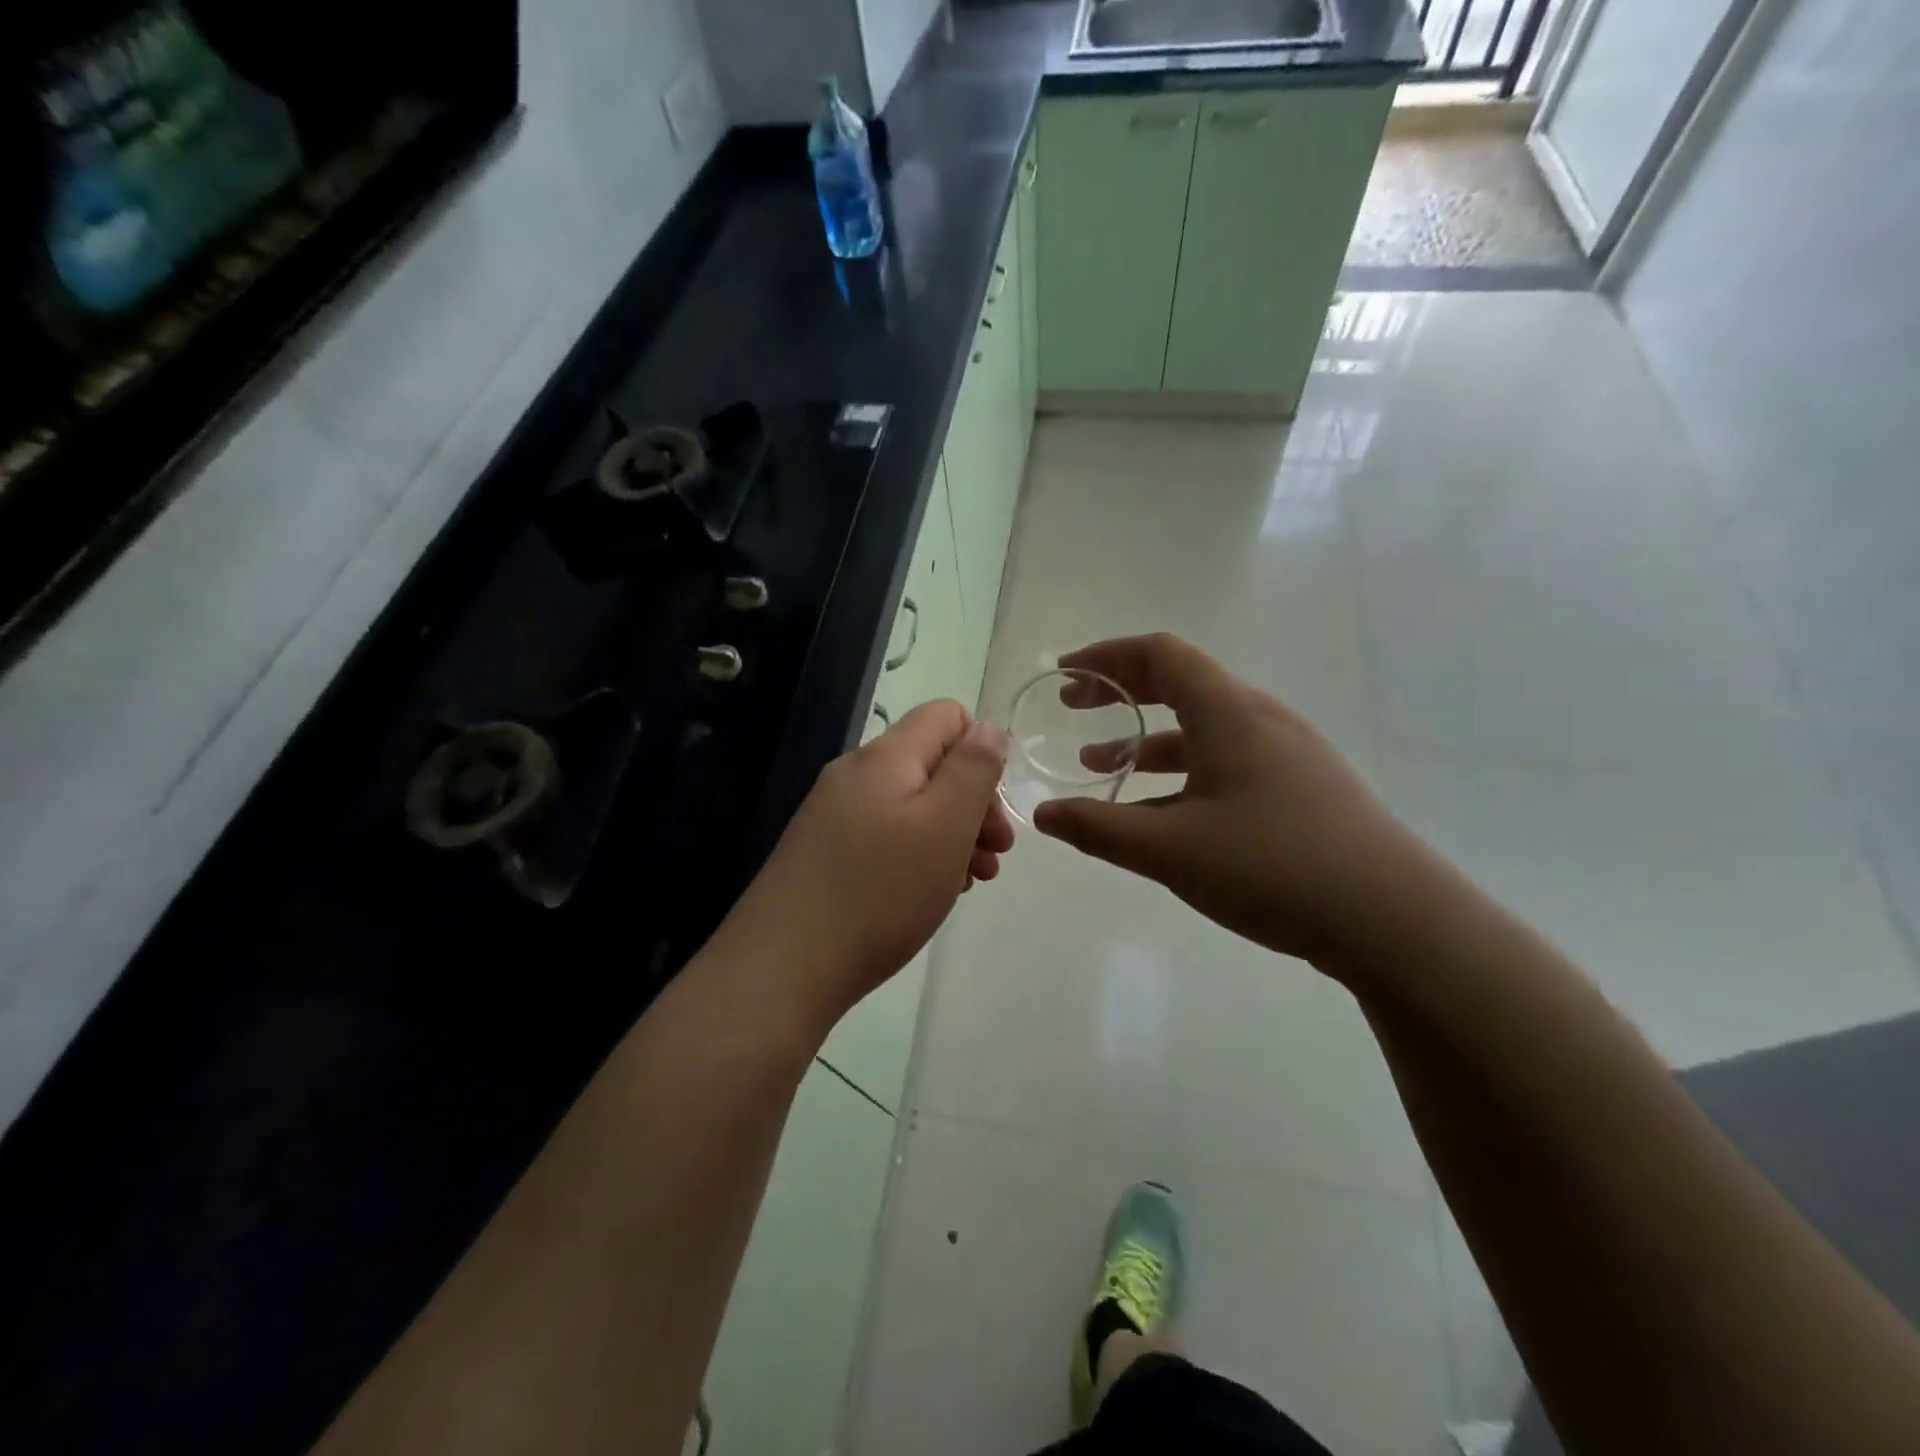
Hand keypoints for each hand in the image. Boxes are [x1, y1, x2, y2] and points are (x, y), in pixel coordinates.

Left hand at [716, 700, 1014, 1030]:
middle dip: (973, 802)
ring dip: (951, 834)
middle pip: (931, 764)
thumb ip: (973, 768)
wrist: (784, 966)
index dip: (983, 750)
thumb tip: (988, 729)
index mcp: (885, 757)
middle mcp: (854, 774)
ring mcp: (833, 814)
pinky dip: (917, 855)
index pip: (947, 716)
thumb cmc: (880, 891)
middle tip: (996, 854)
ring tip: (971, 880)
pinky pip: (885, 836)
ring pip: (911, 805)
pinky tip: (929, 893)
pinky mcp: (823, 852)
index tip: (995, 808)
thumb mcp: (945, 824)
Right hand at [1032, 634, 1425, 968]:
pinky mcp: (1300, 787)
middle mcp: (1258, 718)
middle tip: (1075, 710)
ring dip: (1146, 739)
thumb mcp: (1170, 850)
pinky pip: (1225, 759)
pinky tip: (1161, 813)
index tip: (1065, 675)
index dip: (1105, 657)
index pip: (1159, 654)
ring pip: (1201, 727)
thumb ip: (1098, 828)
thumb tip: (1043, 814)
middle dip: (1120, 692)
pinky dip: (1181, 771)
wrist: (1394, 919)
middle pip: (1180, 682)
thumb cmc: (1273, 866)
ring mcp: (1285, 752)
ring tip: (1100, 768)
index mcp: (1228, 712)